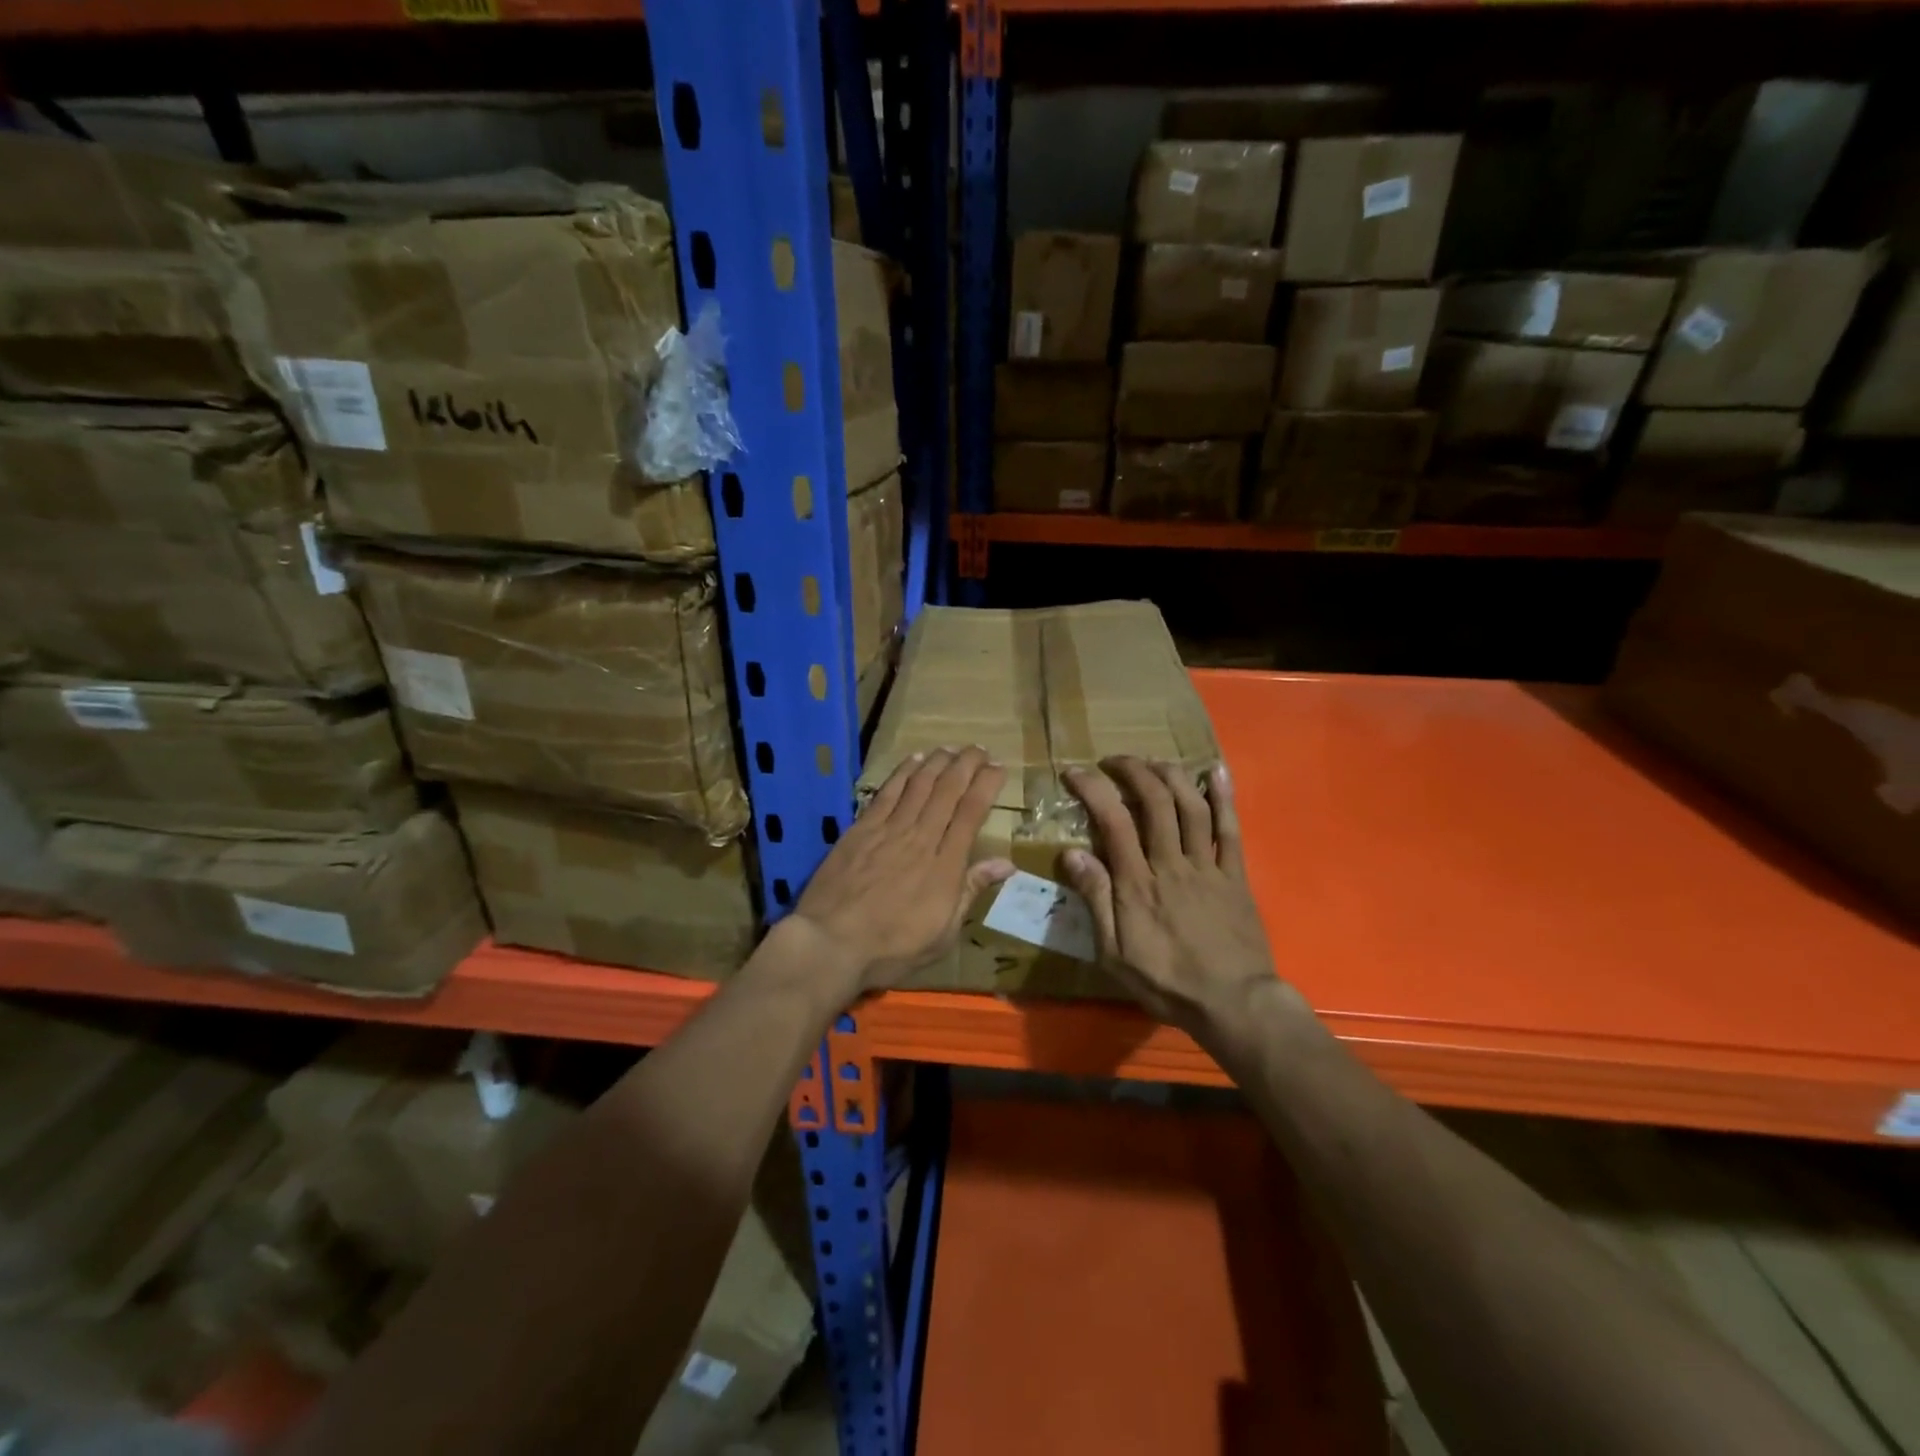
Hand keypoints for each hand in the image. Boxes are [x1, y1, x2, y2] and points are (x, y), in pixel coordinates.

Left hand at [792, 747, 1015, 993]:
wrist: (831, 944)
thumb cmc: (893, 948)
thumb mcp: (943, 933)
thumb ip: (972, 891)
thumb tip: (1007, 863)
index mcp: (946, 865)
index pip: (972, 812)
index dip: (987, 785)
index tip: (998, 768)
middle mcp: (921, 838)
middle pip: (948, 791)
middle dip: (967, 765)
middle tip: (980, 749)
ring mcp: (889, 830)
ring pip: (919, 785)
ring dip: (938, 763)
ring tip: (951, 748)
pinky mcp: (861, 830)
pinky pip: (886, 793)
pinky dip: (903, 773)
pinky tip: (914, 761)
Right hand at [1061, 757, 1287, 1039]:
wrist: (1235, 1004)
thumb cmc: (1168, 983)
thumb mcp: (1115, 954)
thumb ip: (1095, 900)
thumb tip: (1071, 853)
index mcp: (1138, 883)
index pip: (1113, 820)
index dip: (1093, 789)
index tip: (1075, 772)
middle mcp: (1172, 863)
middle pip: (1155, 801)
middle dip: (1133, 771)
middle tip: (1114, 760)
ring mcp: (1208, 866)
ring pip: (1192, 806)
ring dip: (1172, 775)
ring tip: (1154, 760)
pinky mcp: (1236, 874)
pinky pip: (1230, 829)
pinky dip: (1224, 797)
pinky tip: (1216, 771)